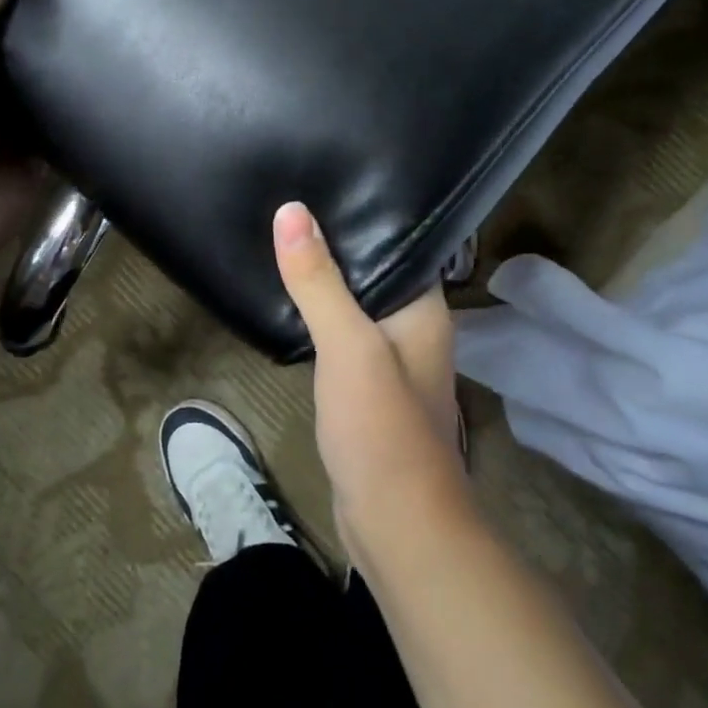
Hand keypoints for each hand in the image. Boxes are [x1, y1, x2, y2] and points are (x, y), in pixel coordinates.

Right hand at [272, 202, 467, 565]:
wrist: (397, 525)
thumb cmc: (382, 427)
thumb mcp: (347, 345)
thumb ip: (319, 280)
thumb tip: (291, 210)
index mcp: (424, 308)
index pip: (400, 242)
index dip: (365, 212)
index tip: (324, 182)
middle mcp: (415, 328)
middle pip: (374, 271)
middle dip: (336, 244)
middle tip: (290, 205)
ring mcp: (393, 361)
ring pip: (356, 306)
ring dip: (327, 283)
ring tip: (282, 241)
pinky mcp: (369, 388)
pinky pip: (344, 338)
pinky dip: (322, 321)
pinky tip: (291, 303)